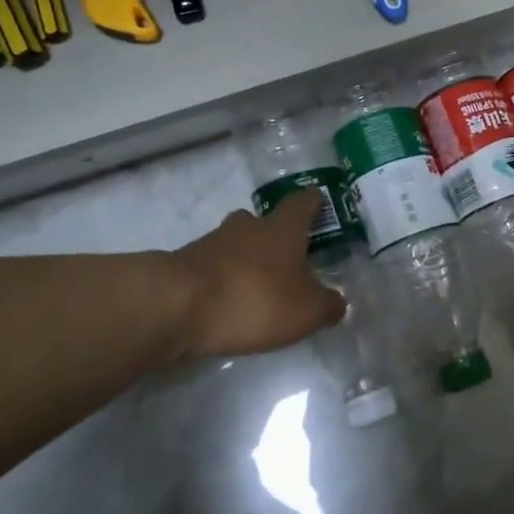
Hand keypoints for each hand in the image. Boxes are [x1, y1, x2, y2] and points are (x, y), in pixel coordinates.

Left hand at [174, 190, 347, 359]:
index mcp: (282, 228)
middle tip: (287, 257)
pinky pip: (212, 268)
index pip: (301, 203)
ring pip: (235, 244)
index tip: (319, 202)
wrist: (176, 306)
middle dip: (274, 236)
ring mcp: (211, 243)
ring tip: (257, 287)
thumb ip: (327, 306)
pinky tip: (228, 304)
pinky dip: (223, 280)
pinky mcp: (184, 266)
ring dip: (246, 260)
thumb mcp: (306, 311)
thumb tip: (337, 302)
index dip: (312, 203)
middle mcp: (247, 227)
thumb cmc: (255, 298)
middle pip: (263, 222)